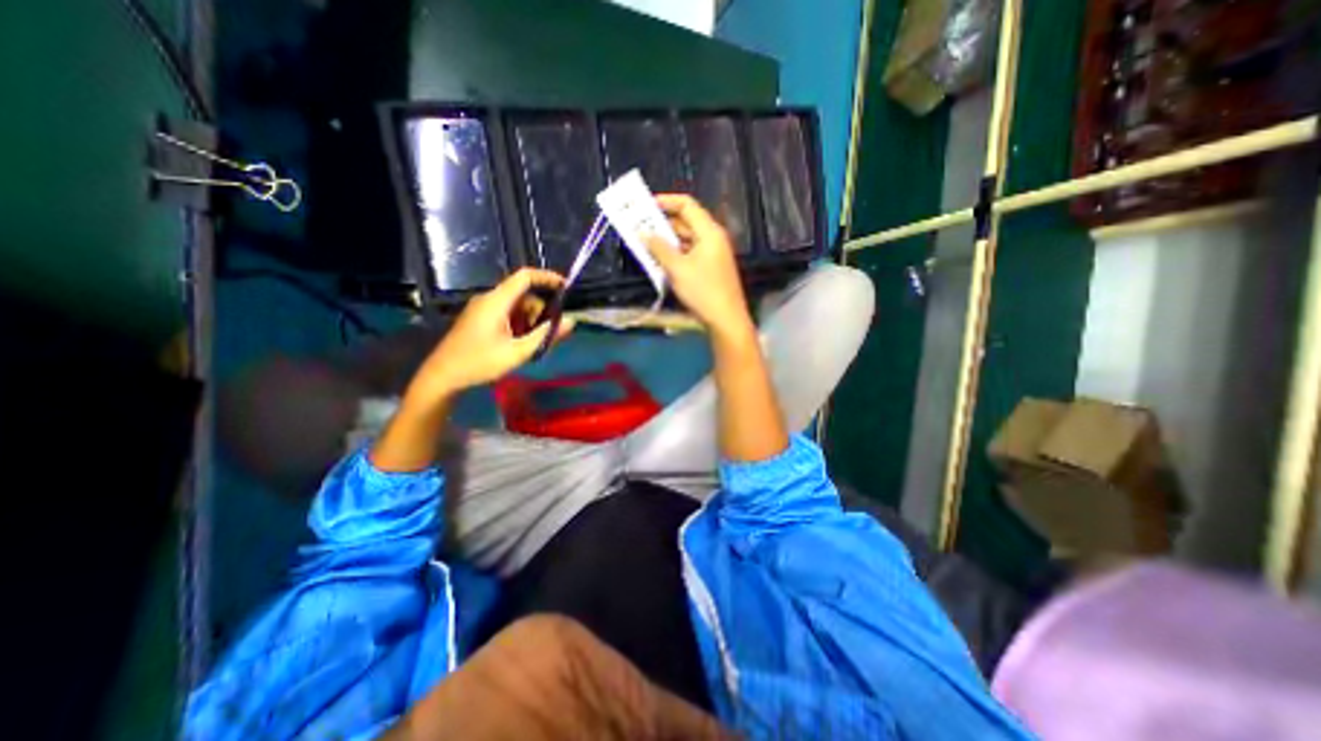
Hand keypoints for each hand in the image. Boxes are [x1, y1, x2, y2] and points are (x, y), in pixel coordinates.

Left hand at [408, 267, 572, 400]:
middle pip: (524, 295)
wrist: (443, 377)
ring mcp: (483, 309)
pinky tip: (521, 344)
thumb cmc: (480, 362)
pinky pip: (508, 315)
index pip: (525, 277)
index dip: (547, 277)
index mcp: (496, 301)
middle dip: (541, 312)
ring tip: (533, 345)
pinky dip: (520, 325)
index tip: (566, 287)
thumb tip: (571, 321)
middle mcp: (490, 299)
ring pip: (517, 307)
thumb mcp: (518, 352)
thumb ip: (546, 335)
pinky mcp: (480, 320)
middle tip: (549, 334)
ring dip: (531, 321)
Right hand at [643, 193, 753, 337]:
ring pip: (687, 240)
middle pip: (686, 222)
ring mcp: (713, 254)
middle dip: (662, 224)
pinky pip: (690, 254)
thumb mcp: (677, 269)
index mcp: (709, 232)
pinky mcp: (710, 268)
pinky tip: (660, 262)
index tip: (645, 205)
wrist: (726, 320)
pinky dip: (675, 254)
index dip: (666, 201)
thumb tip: (642, 233)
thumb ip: (659, 248)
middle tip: (640, 228)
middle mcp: (713, 238)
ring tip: (645, 245)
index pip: (687, 205)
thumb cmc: (702, 291)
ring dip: (667, 241)